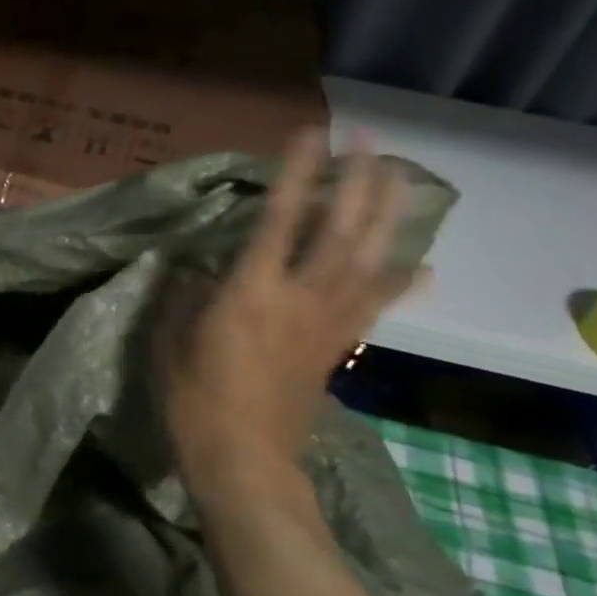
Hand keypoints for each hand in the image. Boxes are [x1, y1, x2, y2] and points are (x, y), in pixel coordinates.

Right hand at [161, 132, 423, 510]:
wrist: (244, 461)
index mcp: (251, 291)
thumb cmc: (195, 400)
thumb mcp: (171, 342)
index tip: (312, 134)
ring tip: (404, 178)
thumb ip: (184, 299)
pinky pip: (375, 308)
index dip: (296, 174)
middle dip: (357, 182)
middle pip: (339, 231)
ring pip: (368, 261)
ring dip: (387, 217)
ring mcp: (326, 323)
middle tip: (371, 141)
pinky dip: (401, 285)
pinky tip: (425, 268)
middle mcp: (299, 297)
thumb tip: (193, 273)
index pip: (279, 220)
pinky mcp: (338, 347)